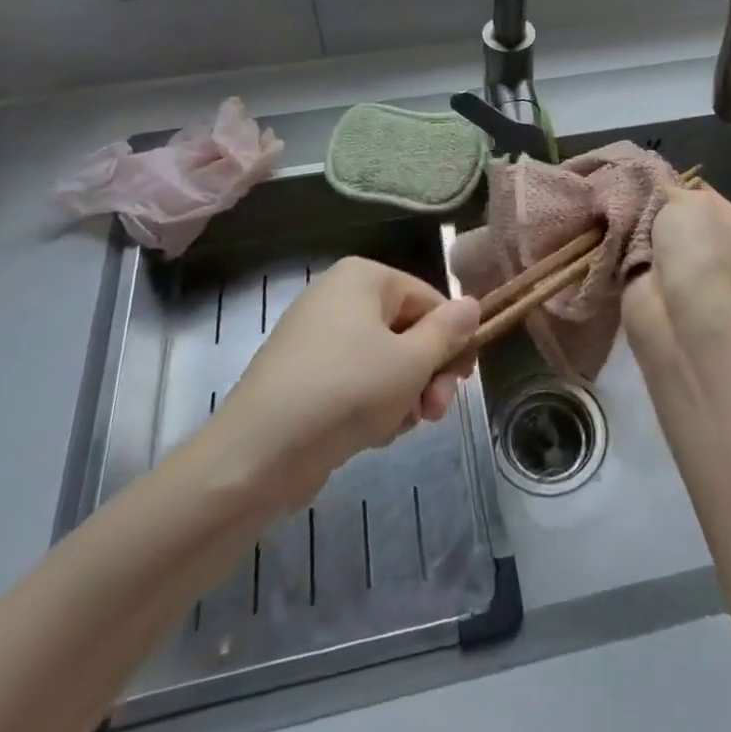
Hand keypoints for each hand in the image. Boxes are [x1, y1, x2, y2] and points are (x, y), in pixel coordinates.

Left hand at [205, 257, 478, 507]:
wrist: (257, 454)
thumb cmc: (346, 391)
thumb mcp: (411, 362)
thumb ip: (448, 332)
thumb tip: (473, 304)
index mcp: (363, 277)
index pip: (429, 299)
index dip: (452, 341)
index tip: (462, 382)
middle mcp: (338, 295)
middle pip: (406, 330)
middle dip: (426, 374)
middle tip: (435, 413)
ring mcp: (317, 336)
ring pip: (383, 360)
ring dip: (403, 394)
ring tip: (398, 427)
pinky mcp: (303, 374)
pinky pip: (354, 380)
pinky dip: (370, 404)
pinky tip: (372, 434)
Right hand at [625, 184, 730, 363]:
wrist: (678, 311)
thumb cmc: (696, 248)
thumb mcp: (691, 201)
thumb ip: (675, 188)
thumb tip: (663, 187)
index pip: (705, 194)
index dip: (678, 184)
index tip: (650, 177)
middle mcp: (719, 250)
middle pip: (676, 216)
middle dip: (652, 207)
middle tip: (627, 192)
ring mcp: (689, 273)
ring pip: (653, 237)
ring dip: (635, 228)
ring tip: (614, 210)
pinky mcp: (659, 289)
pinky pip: (636, 257)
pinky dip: (623, 249)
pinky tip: (609, 234)